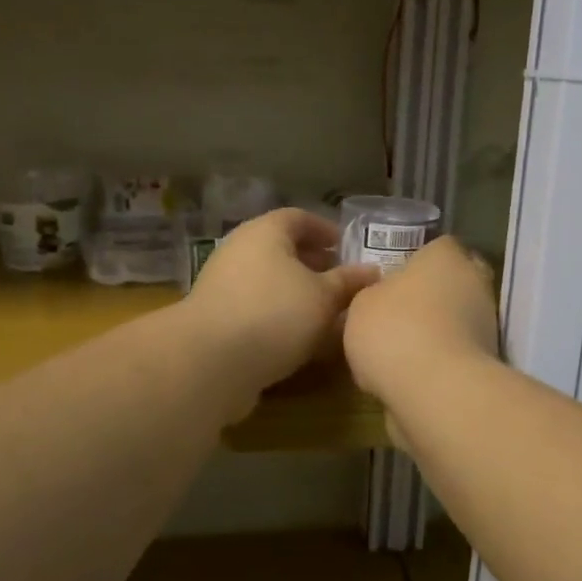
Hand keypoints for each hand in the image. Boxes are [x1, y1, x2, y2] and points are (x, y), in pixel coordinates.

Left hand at [180, 208, 379, 419]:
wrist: (210, 362)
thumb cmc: (275, 314)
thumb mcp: (323, 297)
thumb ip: (348, 282)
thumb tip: (371, 271)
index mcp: (265, 232)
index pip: (299, 218)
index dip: (325, 230)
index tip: (346, 247)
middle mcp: (240, 251)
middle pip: (282, 250)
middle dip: (314, 264)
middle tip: (341, 282)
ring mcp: (224, 286)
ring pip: (270, 282)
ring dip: (298, 294)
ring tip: (327, 314)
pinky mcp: (218, 319)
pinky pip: (257, 308)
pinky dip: (280, 316)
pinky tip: (301, 339)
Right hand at [343, 237, 499, 417]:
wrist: (436, 389)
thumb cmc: (393, 330)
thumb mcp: (361, 305)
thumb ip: (374, 295)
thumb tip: (384, 299)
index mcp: (445, 256)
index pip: (439, 247)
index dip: (417, 261)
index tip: (396, 280)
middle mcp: (474, 282)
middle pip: (454, 281)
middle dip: (431, 295)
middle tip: (398, 314)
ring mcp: (487, 323)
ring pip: (457, 319)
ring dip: (436, 330)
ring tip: (399, 352)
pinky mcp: (489, 361)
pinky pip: (457, 352)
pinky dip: (440, 360)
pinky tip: (412, 375)